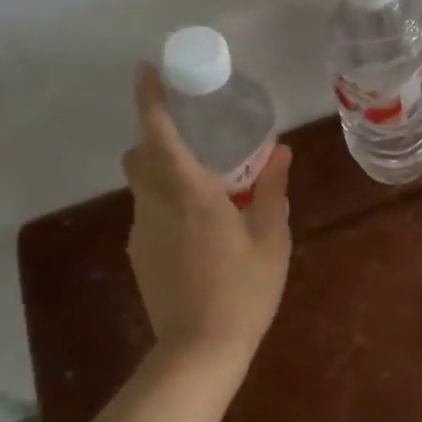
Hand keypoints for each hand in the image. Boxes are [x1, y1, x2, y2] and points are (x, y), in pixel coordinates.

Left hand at [122, 64, 291, 360]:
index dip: (150, 100)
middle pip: (139, 156)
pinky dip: (166, 204)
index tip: (146, 72)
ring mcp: (141, 232)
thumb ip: (273, 190)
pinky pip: (148, 214)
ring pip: (142, 186)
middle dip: (156, 137)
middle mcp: (156, 206)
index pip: (159, 135)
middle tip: (194, 137)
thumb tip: (282, 152)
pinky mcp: (139, 255)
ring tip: (205, 186)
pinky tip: (198, 229)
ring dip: (163, 173)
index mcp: (191, 194)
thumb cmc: (244, 290)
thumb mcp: (271, 239)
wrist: (200, 350)